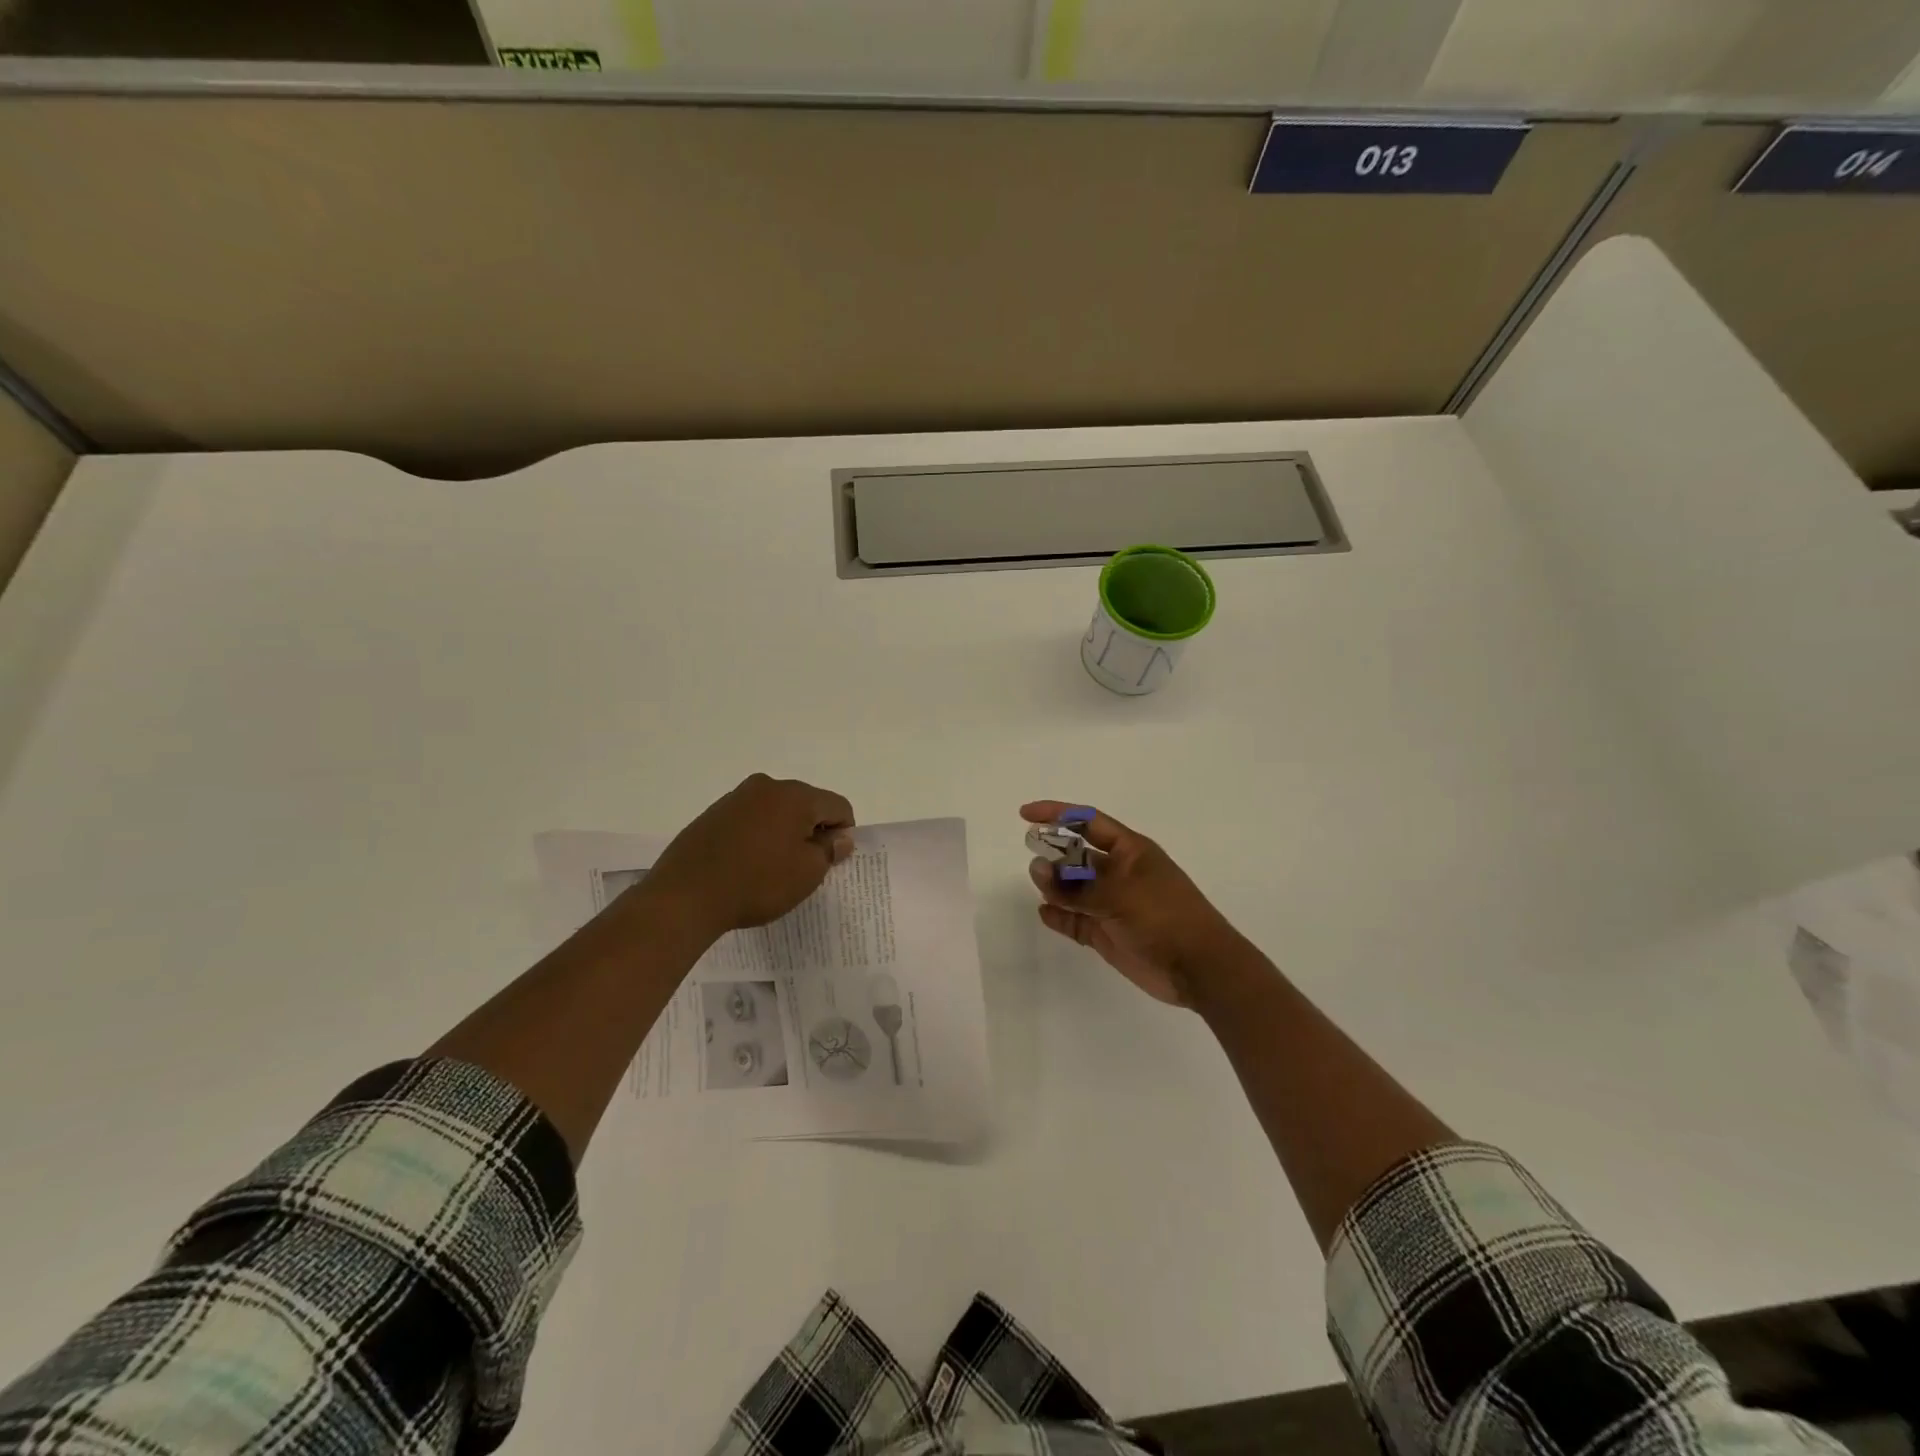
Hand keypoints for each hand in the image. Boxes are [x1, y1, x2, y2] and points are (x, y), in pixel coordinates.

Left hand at [646, 774, 855, 936]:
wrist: (685, 895)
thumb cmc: (757, 883)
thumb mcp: (807, 873)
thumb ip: (830, 850)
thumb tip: (841, 837)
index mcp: (795, 795)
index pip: (838, 806)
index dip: (843, 834)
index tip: (830, 862)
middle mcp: (767, 786)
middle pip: (807, 804)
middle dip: (812, 831)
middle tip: (803, 868)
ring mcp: (736, 797)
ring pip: (777, 812)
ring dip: (784, 834)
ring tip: (771, 869)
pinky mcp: (713, 813)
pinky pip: (751, 820)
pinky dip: (758, 837)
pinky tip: (746, 865)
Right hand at [1020, 800, 1240, 1007]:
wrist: (1199, 969)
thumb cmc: (1165, 917)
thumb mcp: (1119, 895)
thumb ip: (1076, 886)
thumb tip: (1037, 869)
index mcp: (1130, 852)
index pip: (1088, 822)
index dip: (1057, 814)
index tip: (1026, 815)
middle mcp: (1119, 874)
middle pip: (1078, 855)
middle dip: (1054, 853)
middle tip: (1032, 857)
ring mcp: (1113, 904)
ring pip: (1074, 889)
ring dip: (1054, 885)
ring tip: (1038, 886)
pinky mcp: (1107, 933)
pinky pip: (1076, 920)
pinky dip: (1060, 916)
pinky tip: (1044, 913)